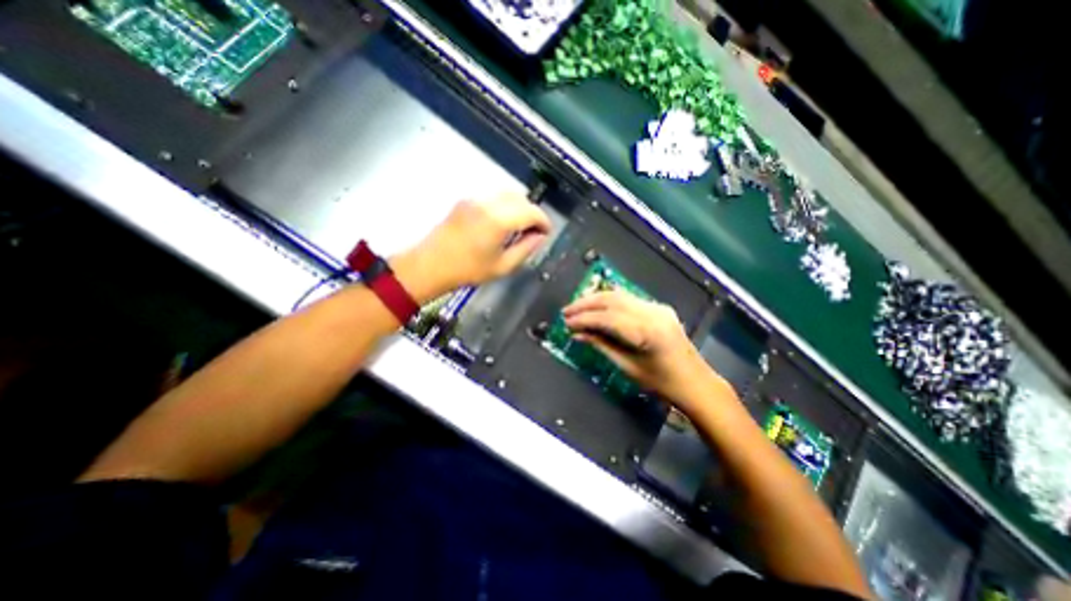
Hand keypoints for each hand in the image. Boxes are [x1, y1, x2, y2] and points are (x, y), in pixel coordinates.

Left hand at [393, 192, 552, 302]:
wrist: (430, 265)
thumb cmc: (468, 270)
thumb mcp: (502, 266)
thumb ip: (526, 249)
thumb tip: (540, 237)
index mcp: (499, 220)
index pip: (531, 212)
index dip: (543, 221)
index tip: (546, 233)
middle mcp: (487, 203)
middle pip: (520, 198)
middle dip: (532, 212)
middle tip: (533, 231)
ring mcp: (474, 199)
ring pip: (506, 194)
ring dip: (518, 207)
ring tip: (518, 228)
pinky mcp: (465, 201)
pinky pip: (492, 197)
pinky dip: (504, 206)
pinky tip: (501, 223)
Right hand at [563, 288, 731, 413]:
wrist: (696, 383)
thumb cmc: (662, 383)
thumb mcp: (628, 367)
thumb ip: (601, 346)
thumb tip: (577, 335)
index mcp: (646, 331)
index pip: (607, 318)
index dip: (584, 318)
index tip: (566, 322)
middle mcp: (652, 312)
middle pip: (612, 299)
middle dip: (586, 303)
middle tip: (566, 311)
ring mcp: (657, 308)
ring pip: (620, 295)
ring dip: (596, 299)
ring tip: (577, 307)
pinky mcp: (659, 308)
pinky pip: (629, 300)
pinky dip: (610, 302)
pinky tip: (597, 307)